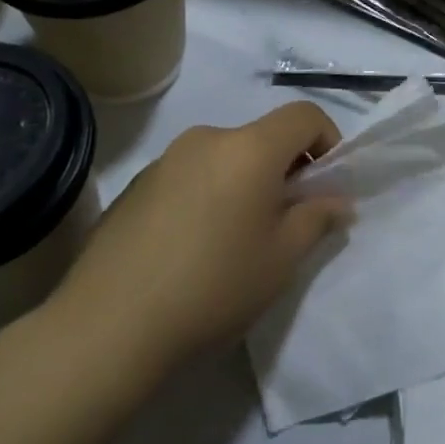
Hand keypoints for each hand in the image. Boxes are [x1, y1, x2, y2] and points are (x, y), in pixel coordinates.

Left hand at [45, 102, 349, 378]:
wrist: (106, 328)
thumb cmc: (213, 287)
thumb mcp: (281, 259)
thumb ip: (316, 219)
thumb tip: (337, 201)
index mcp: (249, 148)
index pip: (304, 115)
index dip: (329, 140)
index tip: (326, 185)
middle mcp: (207, 138)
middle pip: (263, 137)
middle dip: (285, 170)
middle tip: (284, 222)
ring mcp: (165, 160)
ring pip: (225, 158)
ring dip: (244, 183)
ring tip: (235, 241)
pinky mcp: (135, 185)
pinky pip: (190, 176)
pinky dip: (208, 195)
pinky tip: (192, 248)